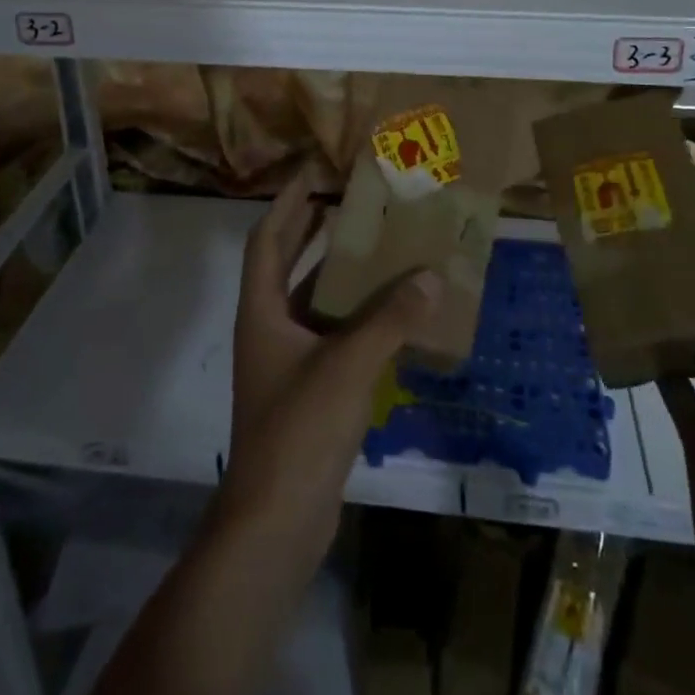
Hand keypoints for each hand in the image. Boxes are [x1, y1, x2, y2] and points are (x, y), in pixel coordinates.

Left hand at [218, 166, 442, 559]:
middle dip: (313, 229)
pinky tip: (393, 311)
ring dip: (341, 274)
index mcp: (262, 311)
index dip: (286, 202)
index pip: (267, 239)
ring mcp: (288, 361)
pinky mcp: (309, 389)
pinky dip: (357, 317)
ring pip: (314, 301)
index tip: (312, 172)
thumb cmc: (298, 430)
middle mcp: (270, 328)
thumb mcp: (347, 366)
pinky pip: (334, 335)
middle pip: (288, 263)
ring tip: (381, 245)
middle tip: (352, 199)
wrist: (276, 522)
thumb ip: (390, 320)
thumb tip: (432, 276)